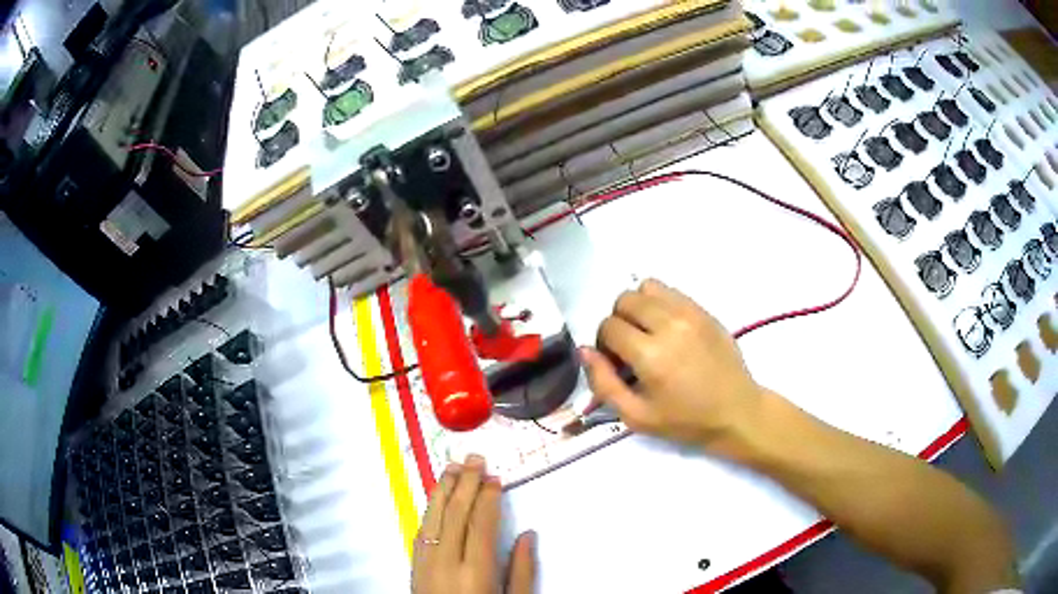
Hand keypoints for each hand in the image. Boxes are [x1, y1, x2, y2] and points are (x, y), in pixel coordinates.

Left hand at [412, 455, 536, 593]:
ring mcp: (425, 564)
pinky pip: (421, 532)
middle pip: (454, 514)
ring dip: (443, 491)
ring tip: (452, 469)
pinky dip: (430, 511)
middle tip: (474, 459)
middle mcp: (446, 563)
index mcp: (476, 571)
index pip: (481, 524)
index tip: (494, 479)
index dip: (487, 498)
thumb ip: (522, 571)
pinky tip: (437, 501)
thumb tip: (528, 535)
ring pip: (432, 518)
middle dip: (465, 483)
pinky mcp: (414, 568)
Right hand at [583, 279, 764, 449]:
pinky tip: (667, 329)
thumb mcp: (636, 417)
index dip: (604, 345)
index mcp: (651, 354)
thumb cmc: (686, 421)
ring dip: (638, 307)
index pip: (609, 326)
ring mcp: (690, 313)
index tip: (616, 363)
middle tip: (630, 347)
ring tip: (648, 333)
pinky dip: (659, 303)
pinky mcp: (704, 310)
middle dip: (618, 321)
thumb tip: (584, 351)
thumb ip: (604, 384)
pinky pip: (670, 291)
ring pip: (646, 287)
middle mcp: (669, 324)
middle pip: (624, 300)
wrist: (736, 412)